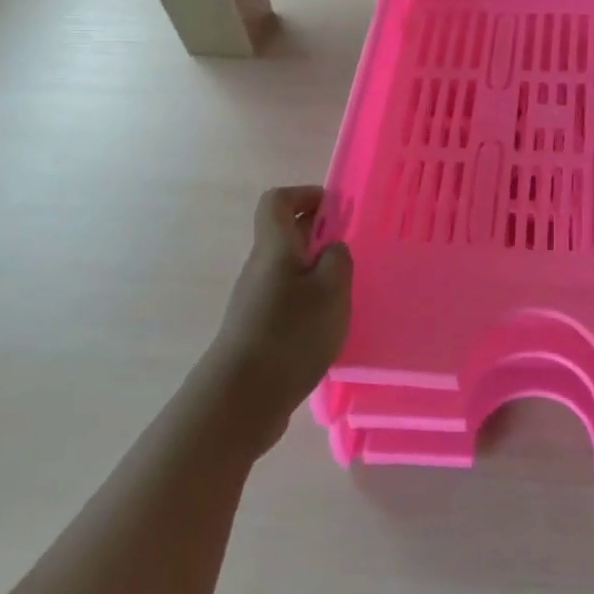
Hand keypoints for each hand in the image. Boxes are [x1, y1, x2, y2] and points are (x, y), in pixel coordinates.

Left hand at [204, 186, 352, 455]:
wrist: (242, 398)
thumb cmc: (291, 333)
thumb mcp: (331, 289)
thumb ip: (338, 259)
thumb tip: (331, 248)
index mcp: (274, 247)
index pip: (278, 201)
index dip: (305, 195)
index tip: (336, 207)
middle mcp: (260, 267)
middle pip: (284, 233)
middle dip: (318, 232)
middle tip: (352, 247)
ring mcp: (255, 299)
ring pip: (287, 267)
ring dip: (315, 267)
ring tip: (346, 288)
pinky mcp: (257, 328)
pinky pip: (285, 296)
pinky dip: (308, 297)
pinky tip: (328, 322)